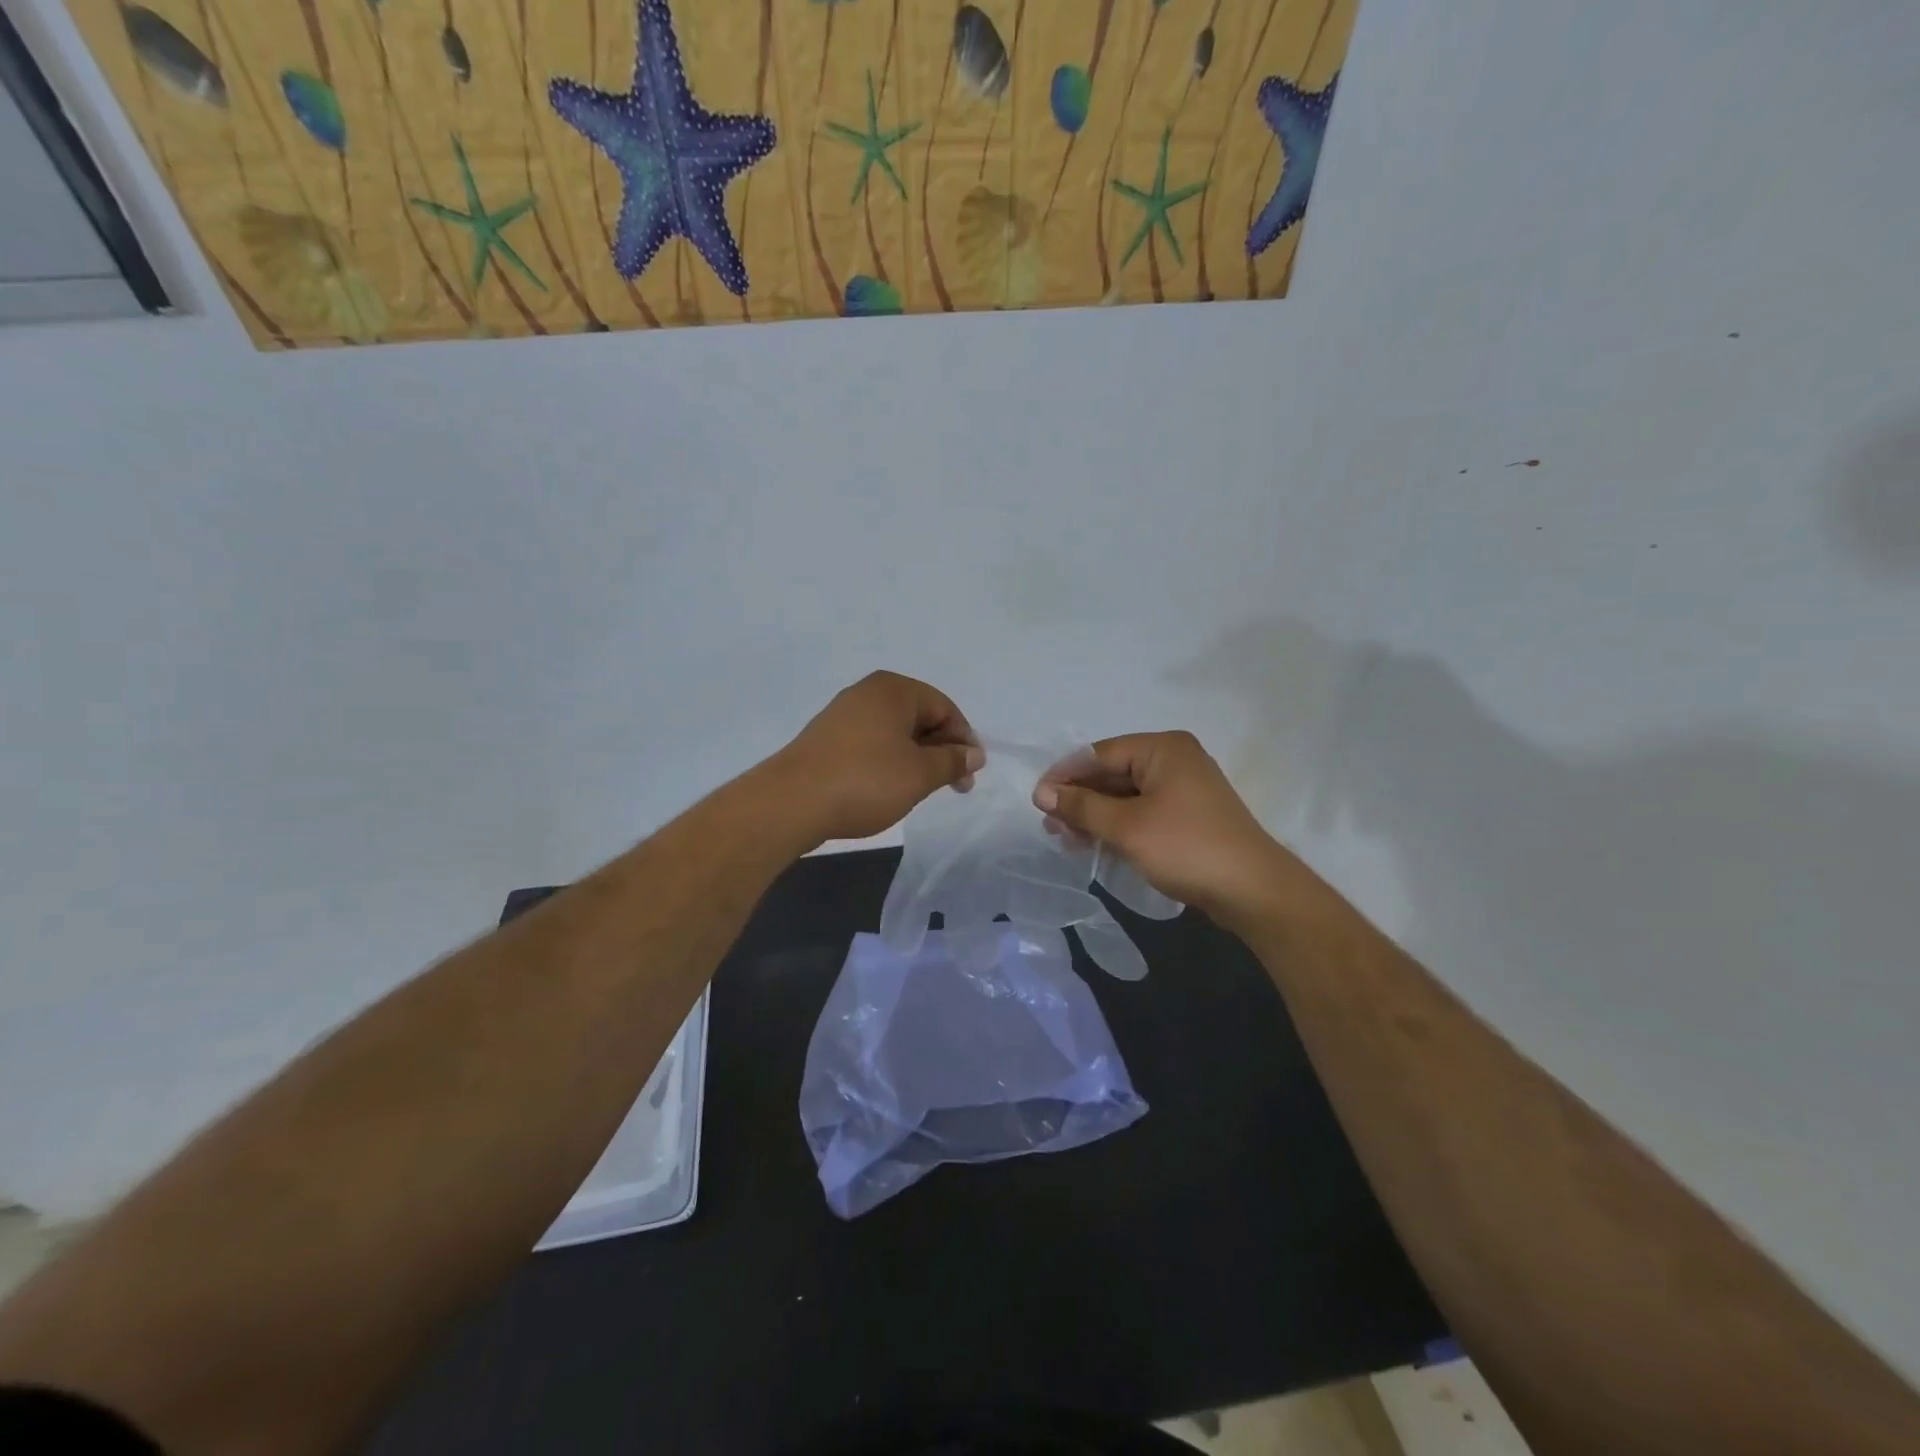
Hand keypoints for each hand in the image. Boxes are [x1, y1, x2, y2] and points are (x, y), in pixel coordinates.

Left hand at [769, 672, 983, 844]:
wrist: (791, 803)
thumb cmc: (865, 781)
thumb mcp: (920, 774)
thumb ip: (952, 760)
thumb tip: (974, 753)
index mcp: (893, 689)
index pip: (944, 707)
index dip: (963, 739)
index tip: (970, 774)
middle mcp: (867, 693)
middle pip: (919, 717)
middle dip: (941, 750)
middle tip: (954, 786)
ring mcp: (843, 715)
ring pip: (895, 733)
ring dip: (916, 758)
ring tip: (922, 790)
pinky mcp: (826, 740)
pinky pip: (871, 744)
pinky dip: (888, 762)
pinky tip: (889, 788)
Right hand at [1033, 731, 1293, 922]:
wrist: (1252, 890)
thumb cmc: (1186, 847)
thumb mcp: (1126, 826)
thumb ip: (1082, 806)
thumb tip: (1042, 793)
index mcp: (1163, 748)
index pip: (1100, 753)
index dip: (1065, 776)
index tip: (1037, 800)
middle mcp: (1174, 759)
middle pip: (1112, 773)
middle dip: (1079, 799)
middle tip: (1050, 825)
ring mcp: (1183, 788)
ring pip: (1125, 795)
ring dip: (1094, 816)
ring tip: (1066, 838)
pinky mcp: (1187, 815)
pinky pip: (1141, 811)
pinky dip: (1116, 826)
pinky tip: (1094, 844)